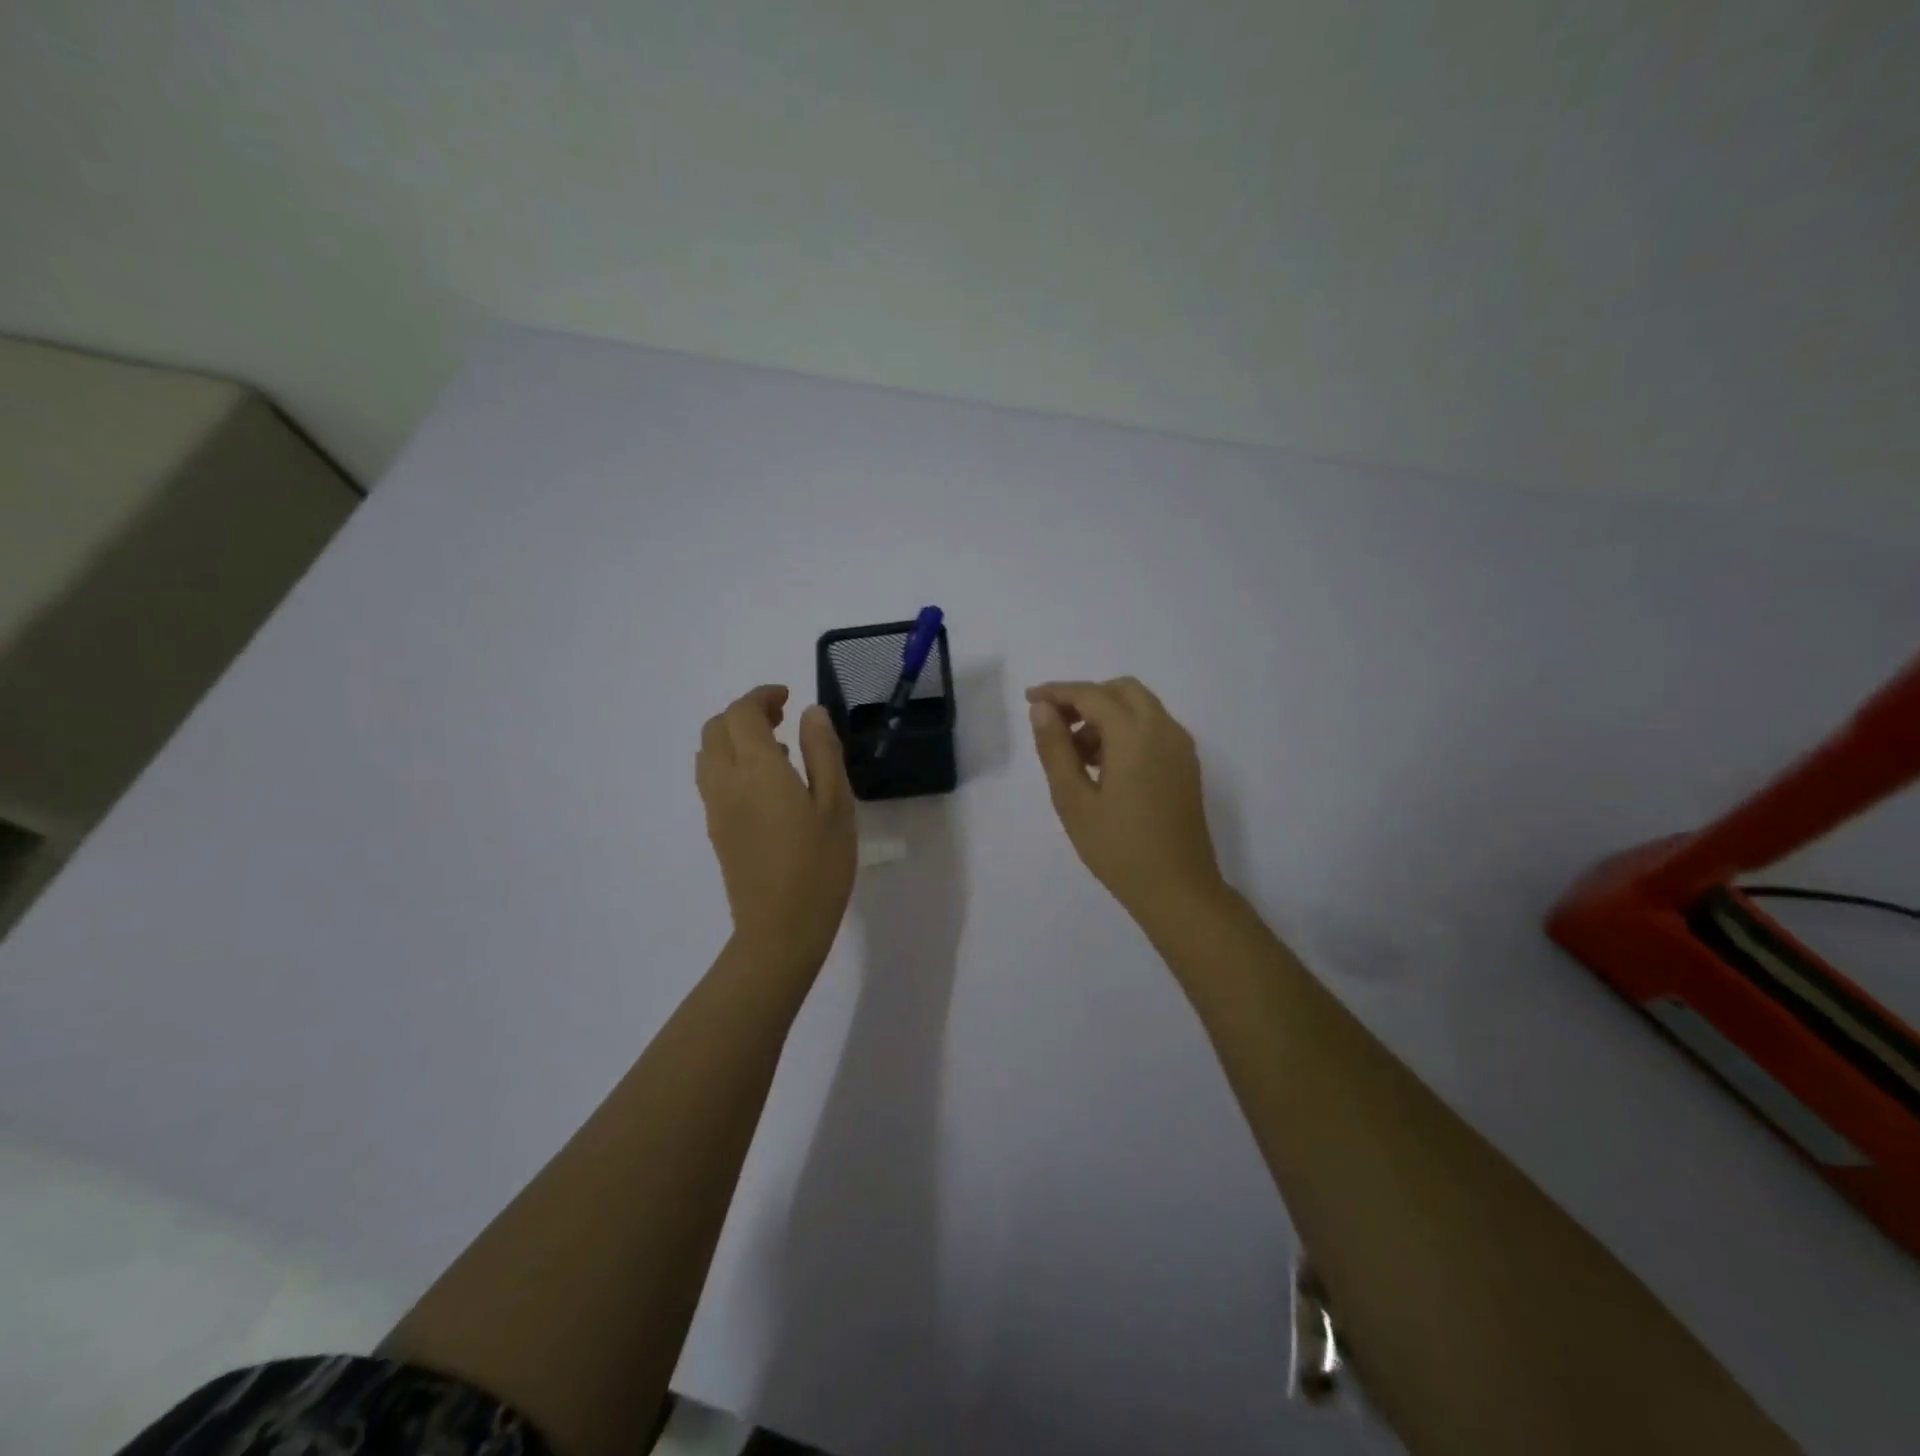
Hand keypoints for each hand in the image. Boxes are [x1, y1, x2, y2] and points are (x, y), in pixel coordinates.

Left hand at [697, 685, 855, 967]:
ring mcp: (716, 807)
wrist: (780, 928)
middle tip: (781, 718)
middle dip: (744, 713)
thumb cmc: (819, 864)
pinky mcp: (716, 829)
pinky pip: (712, 778)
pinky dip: (731, 762)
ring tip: (776, 749)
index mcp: (757, 769)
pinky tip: (766, 784)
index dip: (761, 696)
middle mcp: (726, 781)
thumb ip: (822, 751)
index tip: (788, 696)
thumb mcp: (835, 803)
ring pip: (708, 753)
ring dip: (734, 737)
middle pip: (717, 728)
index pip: (742, 714)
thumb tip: (811, 712)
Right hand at [1027, 677, 1225, 921]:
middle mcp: (1164, 730)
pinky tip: (1104, 767)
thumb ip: (1055, 749)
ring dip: (1106, 715)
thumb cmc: (1118, 848)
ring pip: (1140, 708)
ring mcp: (1180, 747)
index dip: (1057, 692)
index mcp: (1135, 735)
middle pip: (1122, 690)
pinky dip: (1126, 730)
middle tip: (1056, 726)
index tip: (1029, 700)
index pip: (1091, 694)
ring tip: (1076, 755)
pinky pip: (1153, 728)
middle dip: (1085, 698)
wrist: (1178, 889)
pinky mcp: (1186, 765)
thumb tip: (1041, 709)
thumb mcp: (1073, 800)